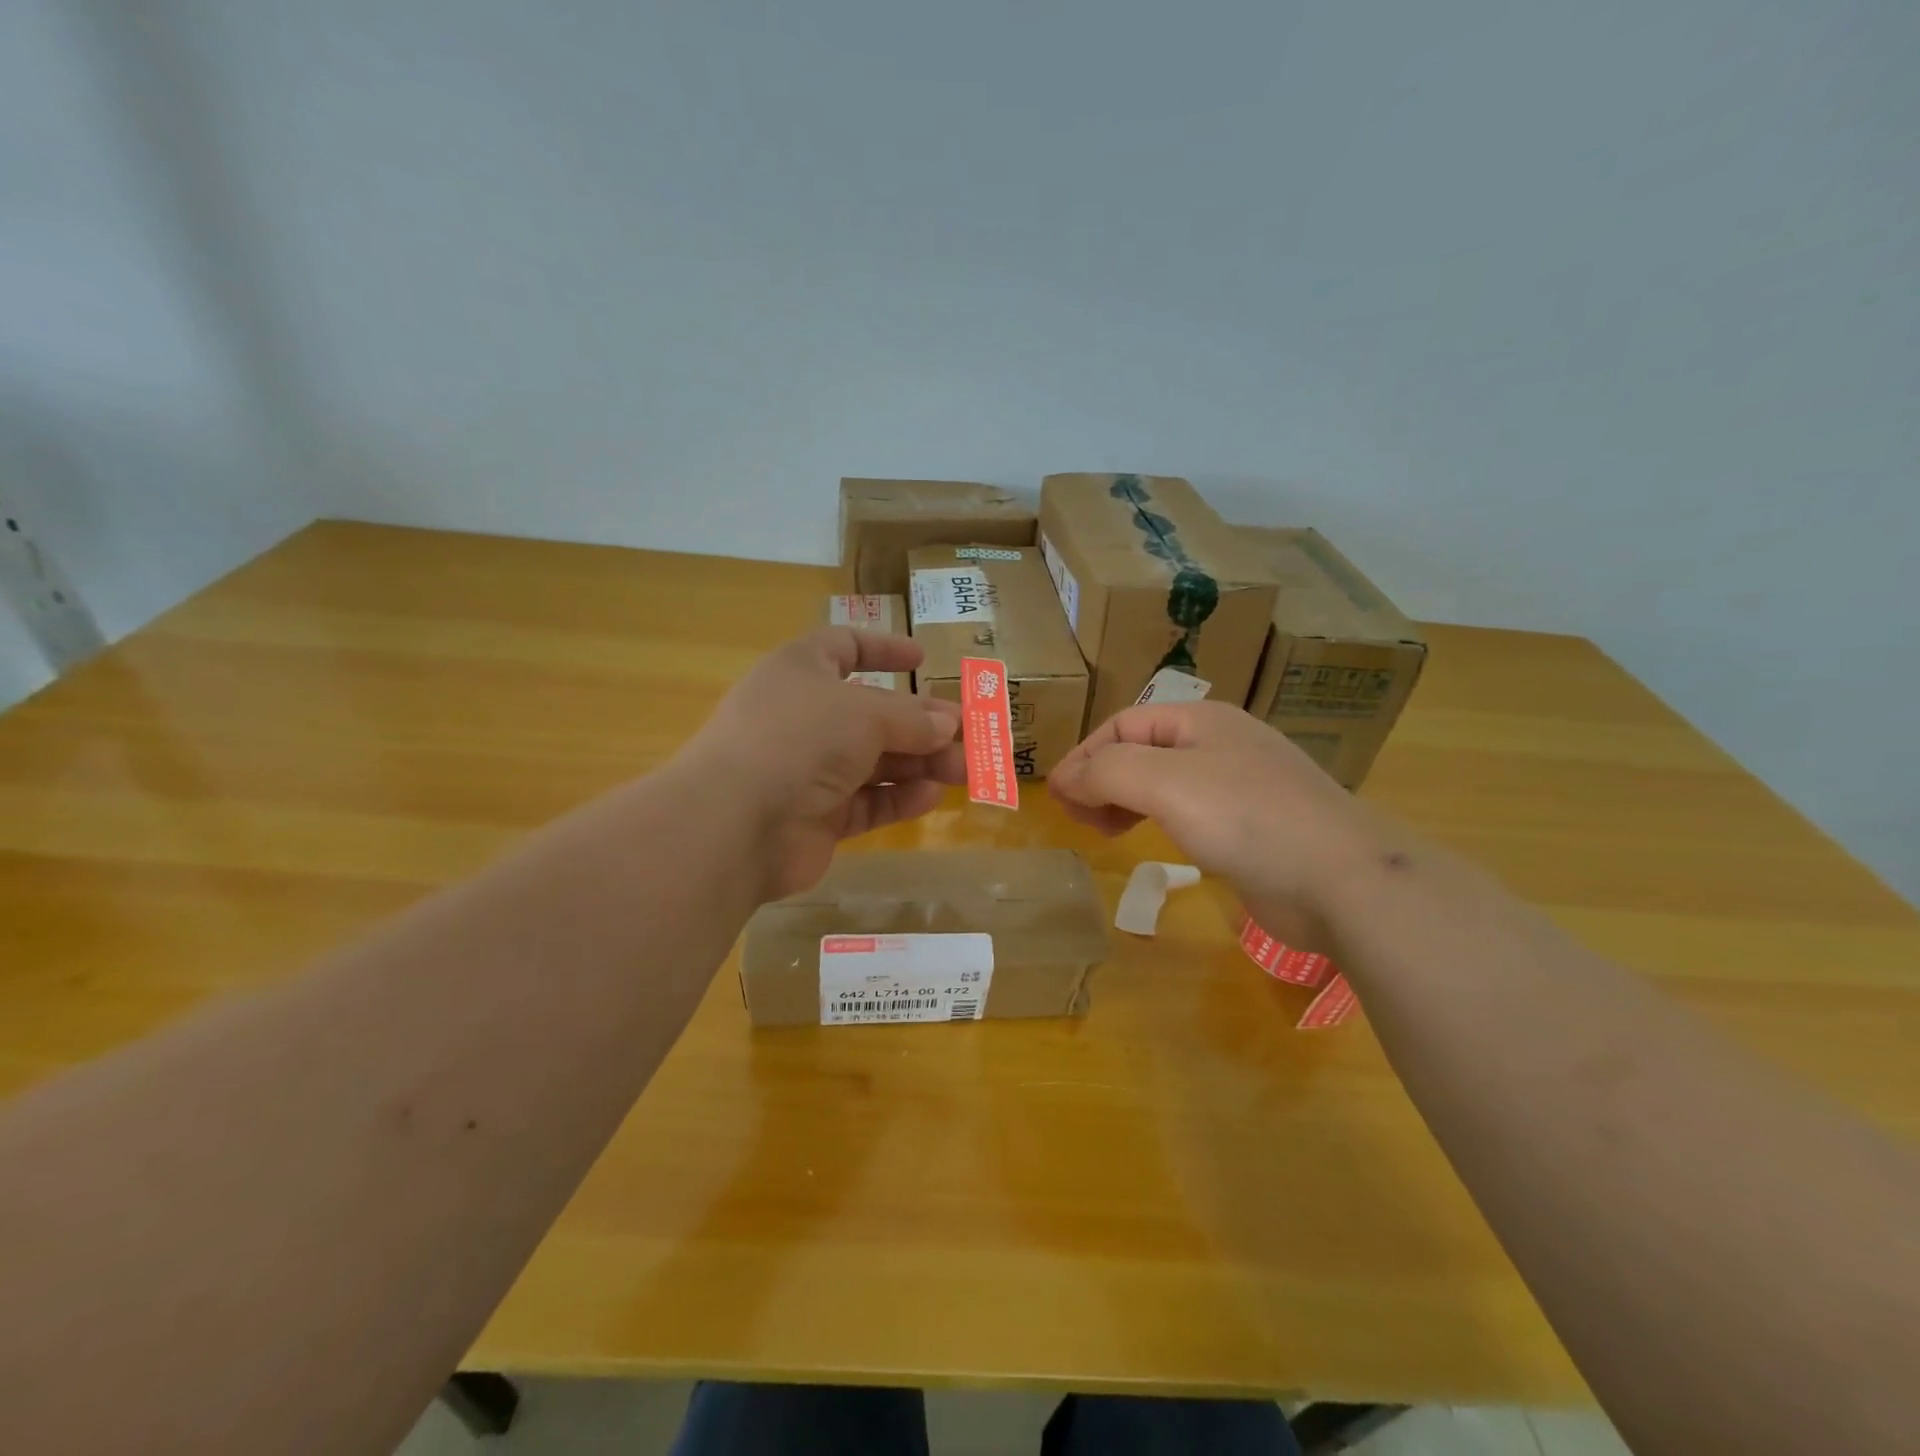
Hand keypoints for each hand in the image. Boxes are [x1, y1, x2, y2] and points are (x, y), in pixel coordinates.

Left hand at [676, 627, 964, 900]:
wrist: (735, 823)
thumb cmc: (799, 739)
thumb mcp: (864, 713)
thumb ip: (911, 717)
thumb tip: (949, 722)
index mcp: (801, 671)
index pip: (844, 646)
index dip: (883, 649)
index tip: (923, 660)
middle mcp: (804, 717)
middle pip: (872, 713)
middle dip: (922, 723)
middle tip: (970, 736)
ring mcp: (808, 770)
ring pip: (874, 761)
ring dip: (920, 763)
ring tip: (965, 771)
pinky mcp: (816, 817)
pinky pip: (865, 802)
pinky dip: (897, 798)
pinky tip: (930, 797)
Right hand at [1049, 700, 1399, 946]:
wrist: (1342, 879)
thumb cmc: (1246, 818)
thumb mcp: (1164, 782)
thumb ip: (1106, 771)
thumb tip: (1064, 779)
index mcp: (1200, 720)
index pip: (1122, 725)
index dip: (1083, 757)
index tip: (1056, 797)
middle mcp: (1219, 744)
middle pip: (1141, 751)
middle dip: (1101, 779)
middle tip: (1079, 818)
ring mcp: (1240, 786)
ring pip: (1163, 783)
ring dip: (1125, 801)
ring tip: (1105, 832)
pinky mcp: (1252, 827)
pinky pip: (1190, 813)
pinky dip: (1158, 822)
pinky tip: (1153, 843)